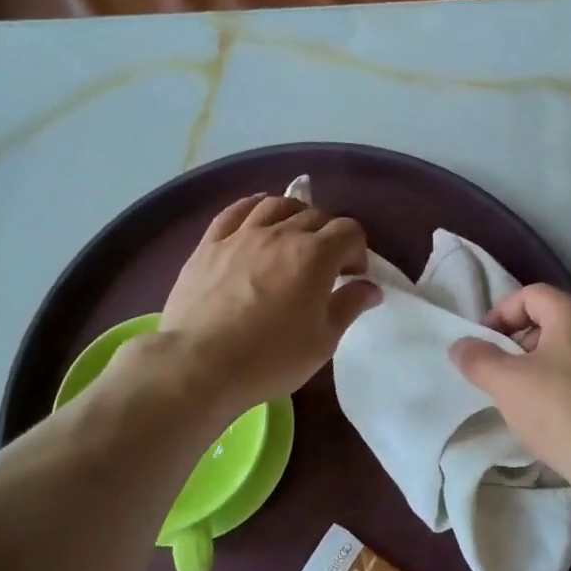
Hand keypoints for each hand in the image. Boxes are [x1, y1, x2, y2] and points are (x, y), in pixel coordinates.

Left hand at [158, 192, 380, 413]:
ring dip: (294, 216)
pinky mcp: (209, 244)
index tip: (352, 277)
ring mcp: (241, 235)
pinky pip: (234, 211)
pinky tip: (257, 217)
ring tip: (293, 237)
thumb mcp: (323, 341)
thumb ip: (349, 306)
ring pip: (276, 205)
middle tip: (325, 266)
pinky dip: (253, 208)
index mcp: (315, 256)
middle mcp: (280, 234)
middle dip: (328, 236)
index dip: (357, 250)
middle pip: (315, 216)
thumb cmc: (270, 358)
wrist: (200, 365)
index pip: (349, 231)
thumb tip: (370, 287)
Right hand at [449, 284, 570, 484]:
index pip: (532, 294)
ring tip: (529, 393)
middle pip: (554, 318)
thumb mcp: (506, 384)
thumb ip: (478, 358)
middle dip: (522, 338)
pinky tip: (560, 411)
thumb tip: (461, 345)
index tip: (485, 342)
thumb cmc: (560, 413)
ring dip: (546, 361)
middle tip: (503, 369)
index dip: (502, 313)